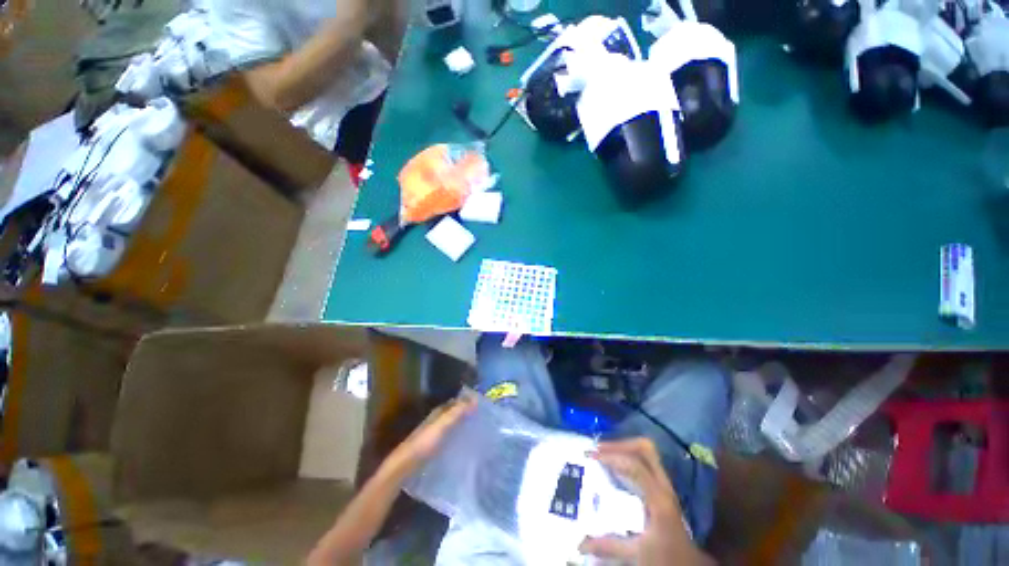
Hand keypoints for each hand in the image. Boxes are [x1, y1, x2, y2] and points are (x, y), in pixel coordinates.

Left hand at [387, 394, 476, 474]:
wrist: (405, 464)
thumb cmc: (424, 442)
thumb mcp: (443, 424)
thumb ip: (457, 412)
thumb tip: (475, 399)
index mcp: (438, 412)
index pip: (456, 401)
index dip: (467, 401)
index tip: (482, 405)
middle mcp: (436, 419)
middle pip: (454, 412)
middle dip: (466, 412)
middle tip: (482, 418)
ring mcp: (434, 432)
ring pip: (451, 424)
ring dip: (462, 425)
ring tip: (477, 431)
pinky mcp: (433, 445)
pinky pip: (449, 436)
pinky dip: (457, 436)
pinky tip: (463, 444)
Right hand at [580, 439, 712, 565]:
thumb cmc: (666, 559)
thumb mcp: (638, 554)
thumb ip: (609, 546)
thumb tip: (580, 544)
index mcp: (659, 498)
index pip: (636, 465)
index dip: (613, 457)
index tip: (592, 457)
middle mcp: (663, 486)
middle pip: (645, 449)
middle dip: (620, 444)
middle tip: (598, 450)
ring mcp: (664, 486)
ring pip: (646, 453)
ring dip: (623, 449)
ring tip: (603, 454)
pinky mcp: (661, 490)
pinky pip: (645, 463)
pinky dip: (628, 458)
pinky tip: (615, 468)